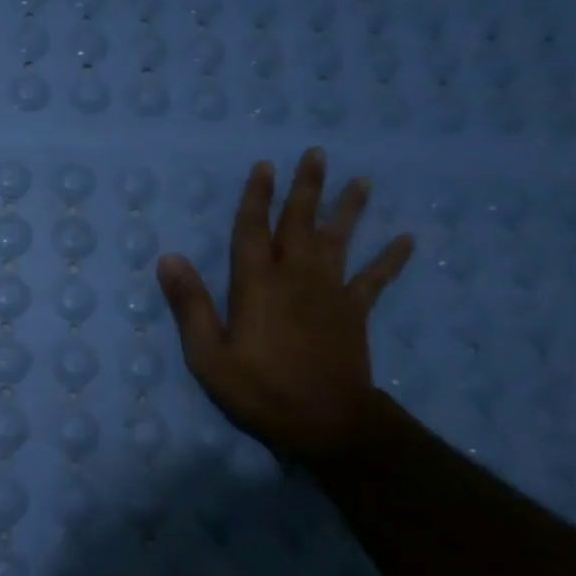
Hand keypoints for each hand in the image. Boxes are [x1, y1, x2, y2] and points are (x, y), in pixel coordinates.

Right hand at [156, 148, 413, 461]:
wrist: (327, 422)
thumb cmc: (261, 390)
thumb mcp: (208, 355)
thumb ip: (189, 305)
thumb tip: (169, 258)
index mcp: (257, 285)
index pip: (252, 230)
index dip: (256, 197)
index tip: (264, 166)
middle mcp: (295, 277)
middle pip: (300, 224)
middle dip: (305, 188)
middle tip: (316, 153)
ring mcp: (330, 293)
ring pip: (339, 241)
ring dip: (348, 209)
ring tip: (361, 180)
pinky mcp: (355, 313)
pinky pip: (375, 279)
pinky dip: (391, 259)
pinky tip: (407, 239)